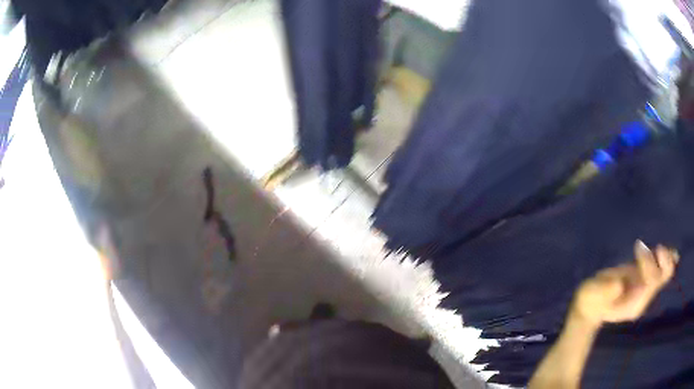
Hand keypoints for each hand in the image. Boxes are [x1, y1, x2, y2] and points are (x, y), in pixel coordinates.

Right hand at [571, 240, 678, 327]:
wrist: (592, 308)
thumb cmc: (591, 300)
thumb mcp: (593, 295)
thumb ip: (605, 291)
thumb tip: (619, 283)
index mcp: (634, 304)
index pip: (650, 282)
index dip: (648, 262)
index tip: (638, 247)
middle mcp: (643, 298)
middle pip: (661, 278)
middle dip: (661, 261)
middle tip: (657, 248)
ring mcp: (645, 291)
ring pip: (665, 274)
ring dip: (667, 259)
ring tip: (663, 247)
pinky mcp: (645, 282)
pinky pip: (661, 271)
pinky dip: (668, 260)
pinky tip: (673, 254)